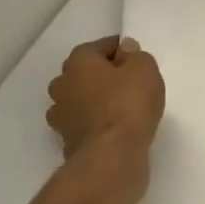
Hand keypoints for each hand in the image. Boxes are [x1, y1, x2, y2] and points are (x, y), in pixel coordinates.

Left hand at [47, 36, 164, 159]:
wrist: (111, 156)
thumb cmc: (128, 104)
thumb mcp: (144, 69)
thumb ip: (135, 55)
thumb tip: (125, 50)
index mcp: (78, 62)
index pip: (100, 47)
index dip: (121, 51)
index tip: (137, 61)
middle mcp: (62, 85)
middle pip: (84, 73)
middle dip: (103, 76)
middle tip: (129, 84)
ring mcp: (61, 116)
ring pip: (80, 100)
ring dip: (96, 102)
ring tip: (122, 109)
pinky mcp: (66, 142)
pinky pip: (83, 125)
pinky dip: (95, 125)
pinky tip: (114, 130)